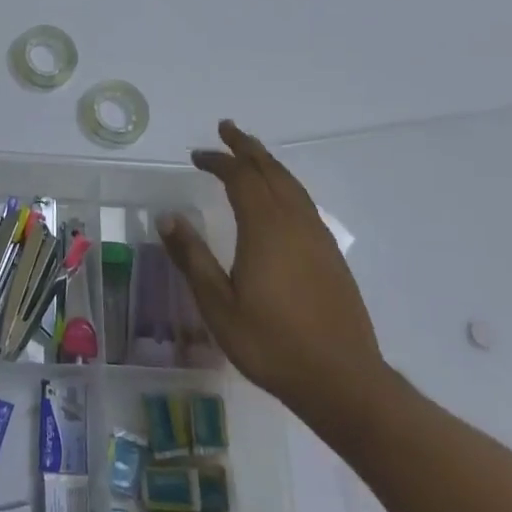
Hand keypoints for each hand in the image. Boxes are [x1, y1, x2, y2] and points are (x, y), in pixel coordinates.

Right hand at [157, 121, 386, 420]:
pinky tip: (279, 198)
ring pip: (292, 185)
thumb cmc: (271, 344)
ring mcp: (317, 239)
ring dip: (269, 163)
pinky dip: (285, 186)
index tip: (196, 155)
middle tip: (226, 129)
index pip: (241, 178)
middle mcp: (294, 223)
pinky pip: (304, 203)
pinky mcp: (331, 256)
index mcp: (265, 229)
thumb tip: (168, 218)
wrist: (342, 381)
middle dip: (247, 148)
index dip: (218, 161)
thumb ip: (192, 258)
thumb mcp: (218, 305)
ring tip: (251, 154)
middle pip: (271, 171)